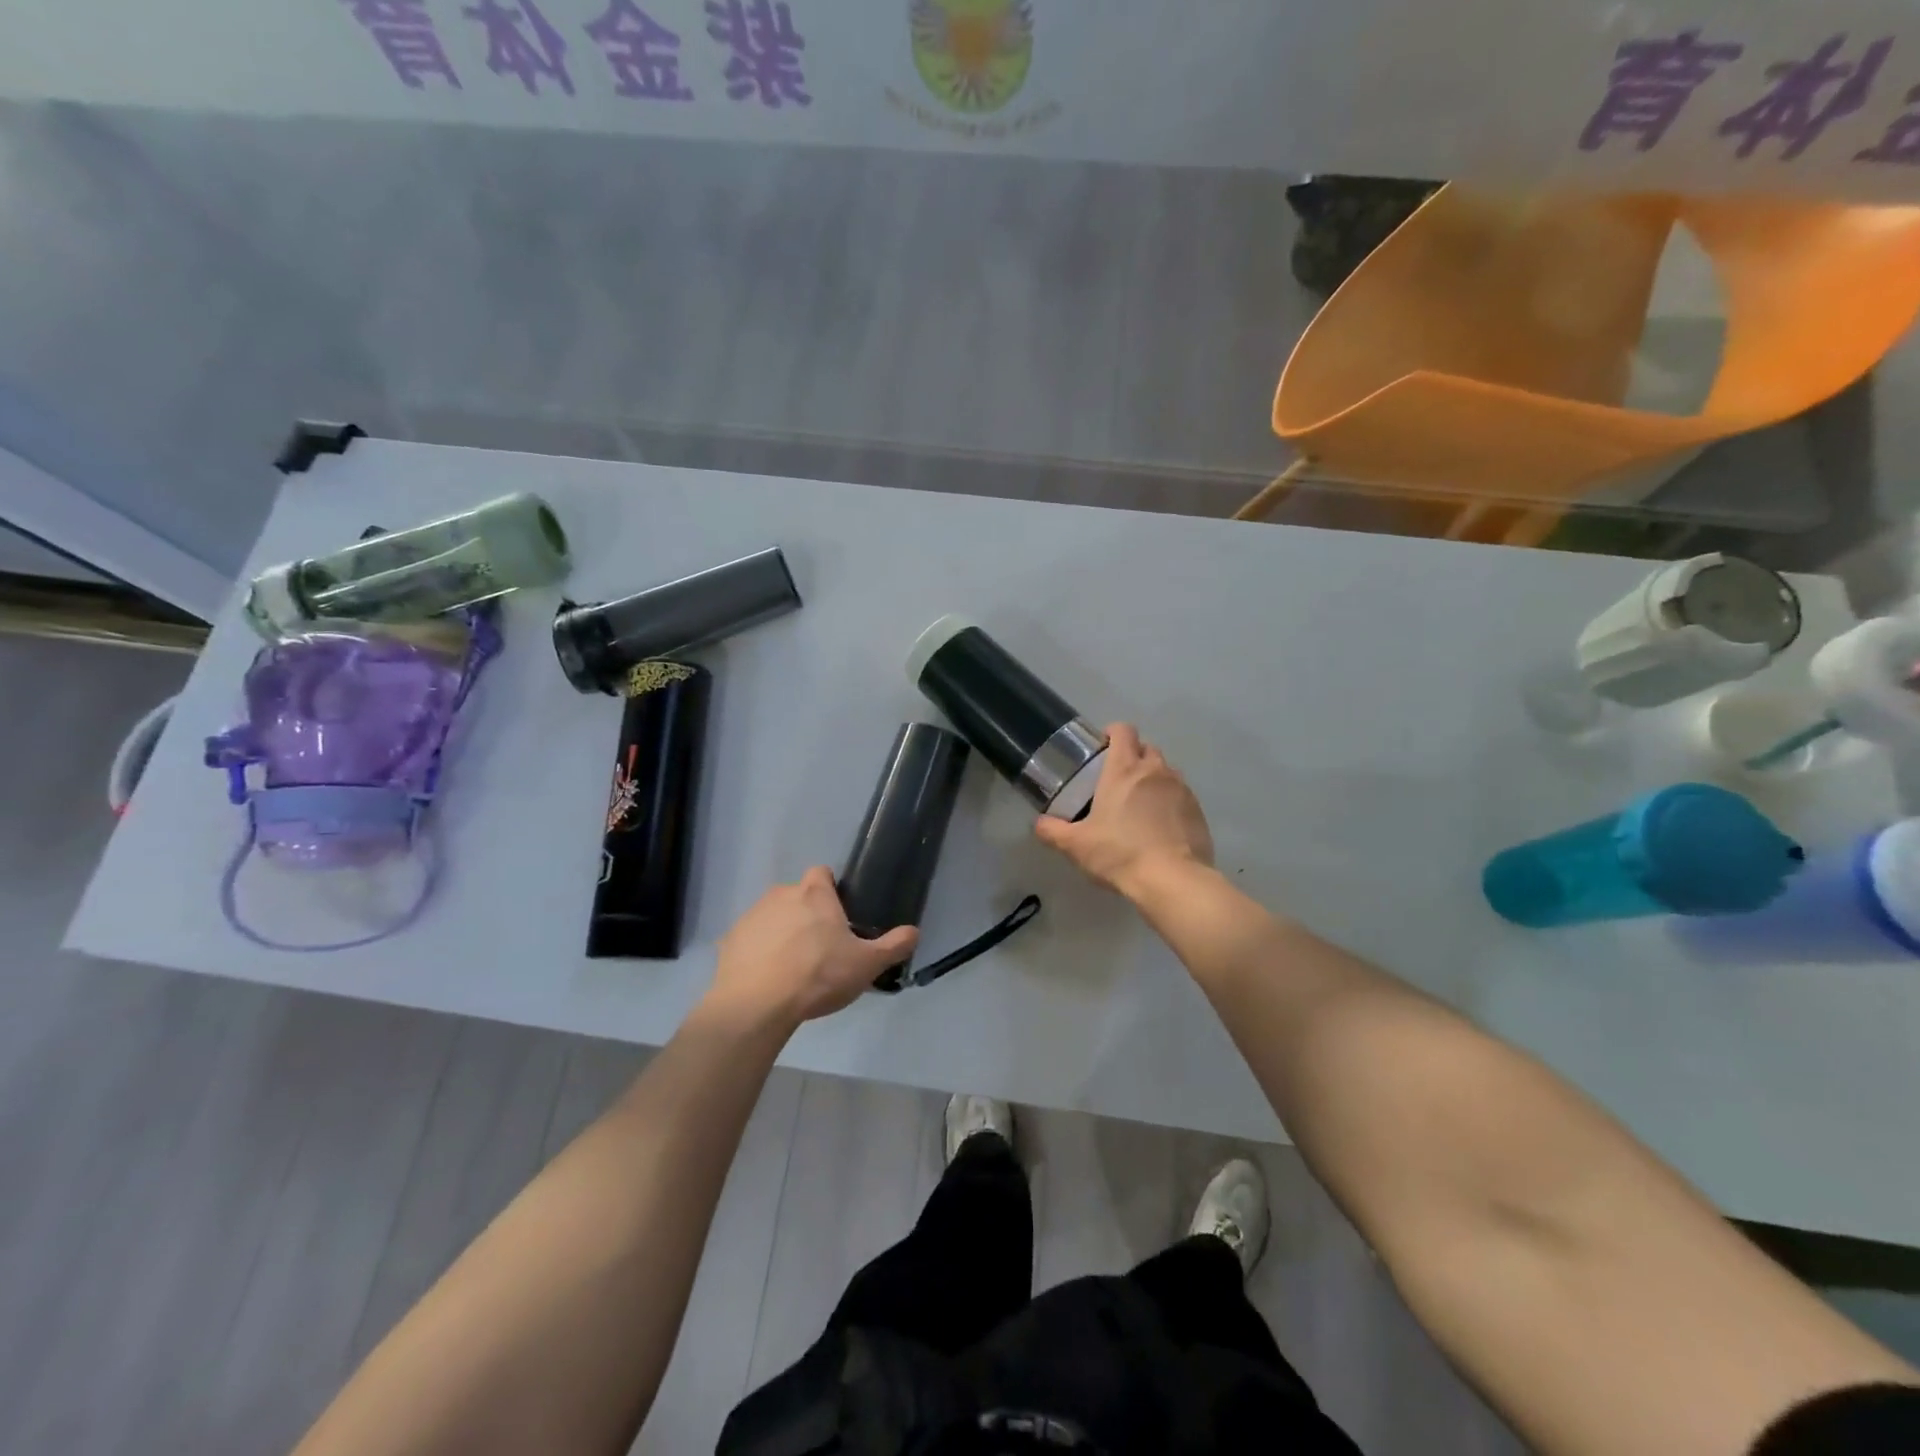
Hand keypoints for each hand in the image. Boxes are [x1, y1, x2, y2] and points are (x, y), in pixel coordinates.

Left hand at [704, 867, 918, 1031]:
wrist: (756, 1005)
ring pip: (772, 916)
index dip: (830, 889)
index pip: (822, 873)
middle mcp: (780, 895)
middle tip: (820, 947)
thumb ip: (893, 946)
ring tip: (792, 966)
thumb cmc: (817, 976)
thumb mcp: (866, 965)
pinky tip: (767, 978)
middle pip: (796, 895)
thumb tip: (914, 932)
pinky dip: (758, 952)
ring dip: (781, 931)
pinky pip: (750, 940)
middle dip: (807, 913)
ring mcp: (752, 916)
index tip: (839, 914)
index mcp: (814, 894)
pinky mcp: (730, 940)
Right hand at [1034, 723, 1212, 897]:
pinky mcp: (1197, 809)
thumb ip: (1053, 831)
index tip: (1103, 749)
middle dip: (1133, 757)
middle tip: (1117, 781)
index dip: (1113, 733)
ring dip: (1153, 779)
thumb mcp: (1076, 845)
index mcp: (1124, 769)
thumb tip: (1039, 823)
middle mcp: (1155, 770)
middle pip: (1146, 748)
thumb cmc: (1119, 853)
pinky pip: (1181, 794)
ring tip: (1140, 805)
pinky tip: (1160, 826)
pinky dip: (1170, 801)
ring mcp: (1181, 788)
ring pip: (1166, 771)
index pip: (1123, 730)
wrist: (1172, 879)